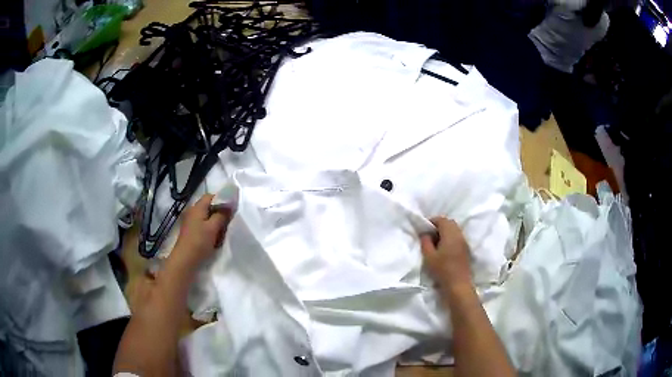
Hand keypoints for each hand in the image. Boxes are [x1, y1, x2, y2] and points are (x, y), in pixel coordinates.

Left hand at [173, 194, 231, 267]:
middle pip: (209, 207)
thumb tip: (229, 204)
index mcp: (197, 208)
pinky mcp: (191, 232)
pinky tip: (215, 239)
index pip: (210, 196)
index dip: (222, 199)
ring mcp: (191, 222)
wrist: (185, 260)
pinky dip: (210, 230)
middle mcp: (193, 212)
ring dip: (216, 223)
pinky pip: (203, 226)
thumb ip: (222, 215)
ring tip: (222, 233)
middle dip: (219, 213)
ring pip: (207, 217)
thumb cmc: (199, 242)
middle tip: (228, 222)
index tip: (231, 209)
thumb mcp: (213, 228)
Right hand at [420, 217, 472, 289]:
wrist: (458, 285)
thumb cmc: (442, 270)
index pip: (442, 219)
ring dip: (445, 231)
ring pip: (455, 230)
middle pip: (450, 223)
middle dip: (439, 225)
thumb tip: (425, 233)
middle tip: (429, 234)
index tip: (424, 228)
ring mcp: (464, 242)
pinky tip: (444, 248)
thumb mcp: (429, 256)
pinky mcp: (466, 249)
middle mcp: (459, 235)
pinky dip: (450, 237)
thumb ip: (425, 242)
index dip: (432, 221)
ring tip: (436, 242)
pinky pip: (458, 237)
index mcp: (450, 234)